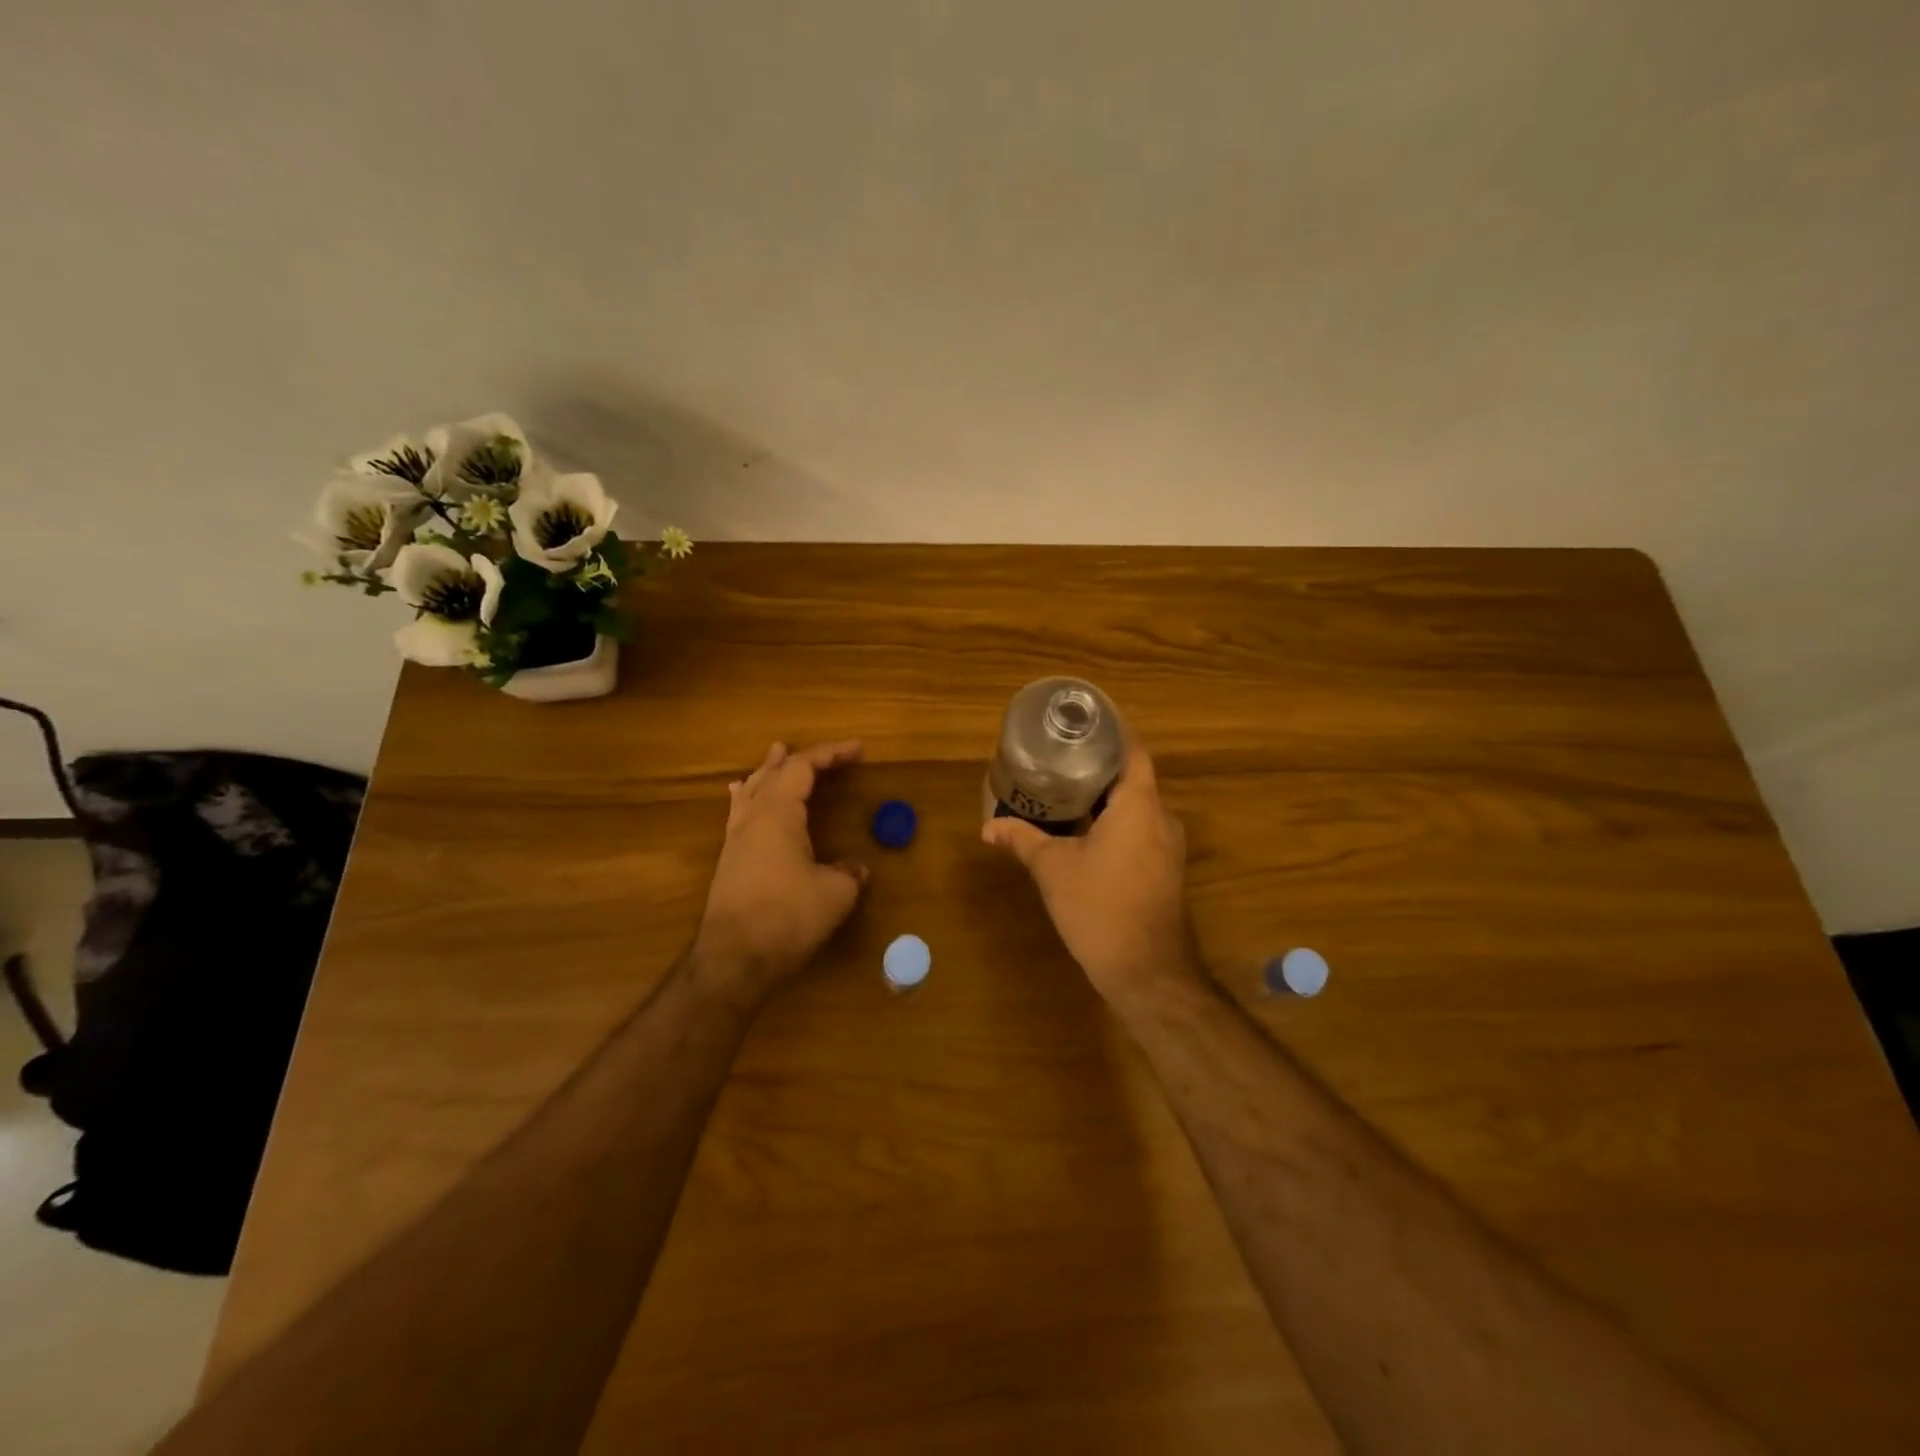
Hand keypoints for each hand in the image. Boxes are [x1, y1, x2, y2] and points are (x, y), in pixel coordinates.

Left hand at [694, 740, 868, 1005]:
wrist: (735, 960)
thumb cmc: (788, 918)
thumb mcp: (835, 893)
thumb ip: (848, 873)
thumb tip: (856, 868)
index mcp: (778, 814)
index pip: (803, 768)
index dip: (831, 754)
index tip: (857, 749)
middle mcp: (752, 819)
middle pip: (773, 774)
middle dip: (798, 759)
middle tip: (821, 753)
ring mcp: (736, 841)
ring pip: (752, 792)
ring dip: (769, 772)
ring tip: (774, 757)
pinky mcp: (729, 863)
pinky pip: (739, 814)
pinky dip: (749, 797)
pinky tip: (741, 799)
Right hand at [981, 735, 1198, 1006]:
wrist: (1146, 971)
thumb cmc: (1100, 908)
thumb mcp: (1053, 869)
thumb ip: (1021, 840)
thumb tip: (987, 826)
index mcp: (1139, 805)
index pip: (1133, 749)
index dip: (1113, 729)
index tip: (1086, 717)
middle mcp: (1162, 817)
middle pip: (1133, 776)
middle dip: (1100, 762)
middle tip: (1062, 751)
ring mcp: (1167, 846)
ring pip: (1137, 805)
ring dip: (1107, 794)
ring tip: (1067, 784)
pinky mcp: (1164, 869)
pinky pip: (1140, 828)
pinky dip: (1115, 819)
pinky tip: (1085, 827)